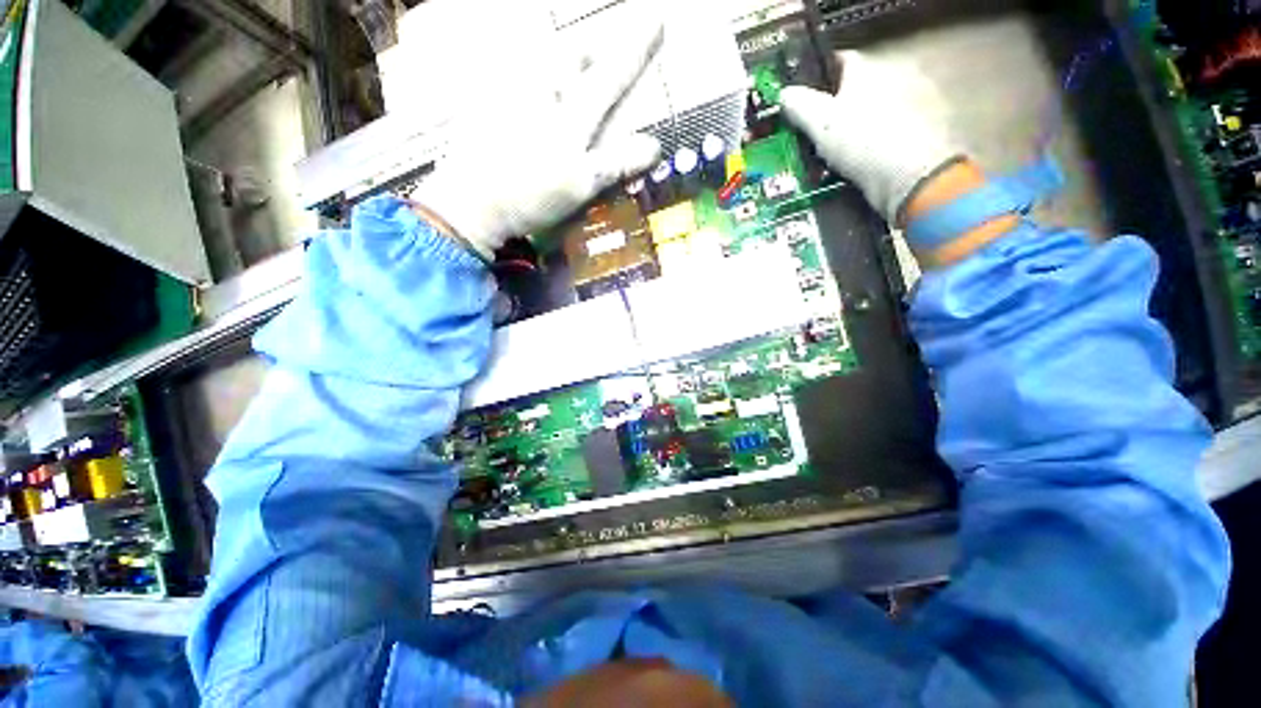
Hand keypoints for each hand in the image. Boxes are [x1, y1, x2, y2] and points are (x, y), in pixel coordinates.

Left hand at [412, 22, 664, 259]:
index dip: (635, 50)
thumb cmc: (533, 197)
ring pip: (540, 60)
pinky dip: (527, 75)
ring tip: (567, 69)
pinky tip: (528, 93)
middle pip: (570, 54)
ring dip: (558, 57)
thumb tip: (654, 146)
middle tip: (599, 52)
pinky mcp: (487, 103)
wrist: (473, 202)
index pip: (611, 76)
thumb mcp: (581, 186)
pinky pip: (512, 74)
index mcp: (571, 117)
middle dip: (590, 48)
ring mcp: (512, 94)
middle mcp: (542, 94)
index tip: (655, 20)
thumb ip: (617, 163)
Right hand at [780, 51, 962, 224]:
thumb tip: (784, 95)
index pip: (836, 61)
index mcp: (867, 70)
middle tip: (801, 131)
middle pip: (846, 93)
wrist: (904, 177)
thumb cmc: (860, 139)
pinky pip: (865, 142)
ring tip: (813, 155)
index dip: (814, 76)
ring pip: (855, 120)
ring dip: (836, 135)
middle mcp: (886, 84)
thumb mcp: (820, 121)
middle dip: (824, 111)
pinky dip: (850, 152)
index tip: (796, 97)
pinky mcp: (900, 142)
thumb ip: (799, 104)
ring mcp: (896, 114)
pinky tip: (835, 168)